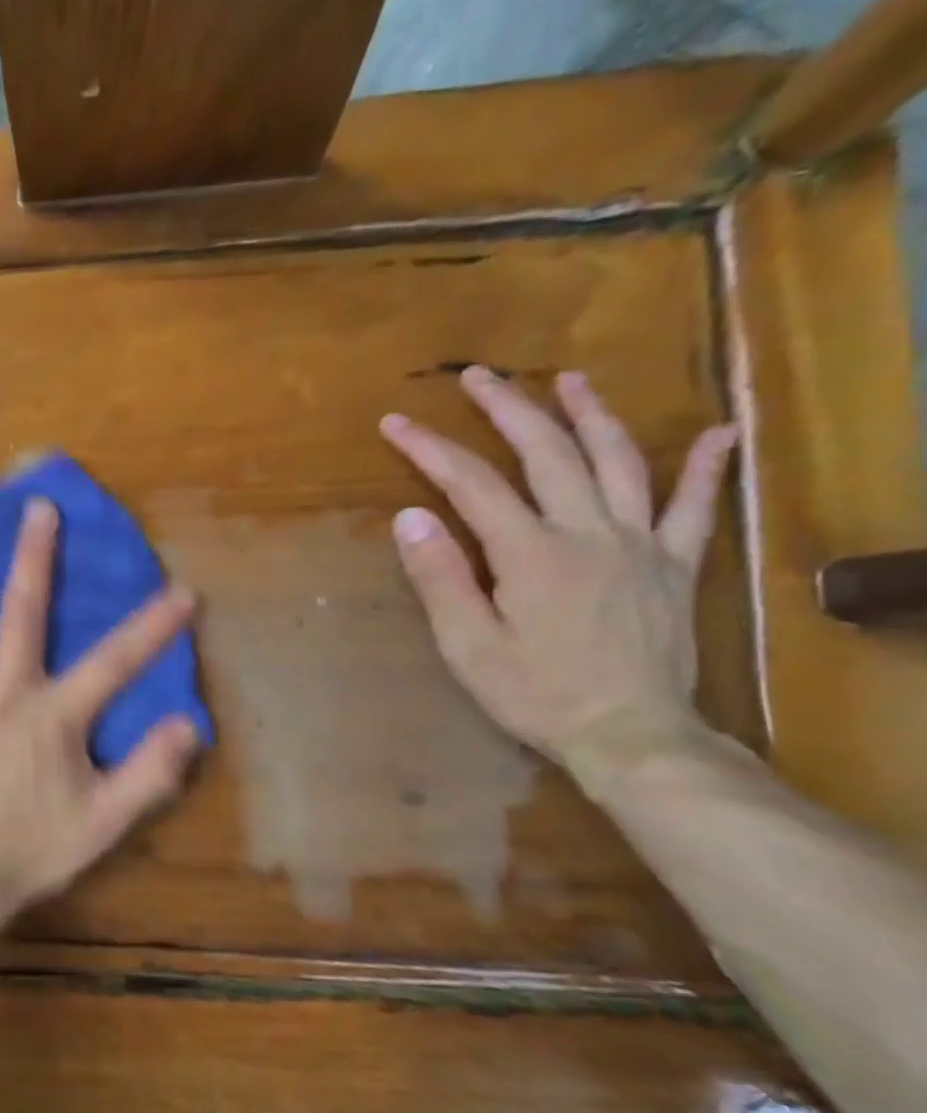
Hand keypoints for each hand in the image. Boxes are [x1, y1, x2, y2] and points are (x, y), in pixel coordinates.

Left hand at [0, 500, 200, 930]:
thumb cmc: (31, 849)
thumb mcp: (103, 822)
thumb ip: (148, 774)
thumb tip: (189, 725)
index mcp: (52, 715)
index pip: (113, 663)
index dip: (152, 629)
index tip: (182, 592)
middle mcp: (1, 691)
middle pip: (21, 613)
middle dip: (33, 558)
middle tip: (36, 508)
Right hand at [379, 366, 738, 788]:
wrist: (631, 736)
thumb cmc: (536, 694)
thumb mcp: (469, 645)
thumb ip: (441, 578)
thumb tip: (410, 518)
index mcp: (530, 552)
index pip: (472, 484)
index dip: (430, 449)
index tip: (396, 423)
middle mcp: (588, 532)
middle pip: (546, 453)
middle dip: (507, 409)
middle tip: (478, 377)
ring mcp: (639, 544)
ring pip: (618, 462)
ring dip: (591, 415)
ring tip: (570, 379)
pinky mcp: (673, 566)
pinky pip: (695, 507)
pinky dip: (704, 467)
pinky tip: (717, 433)